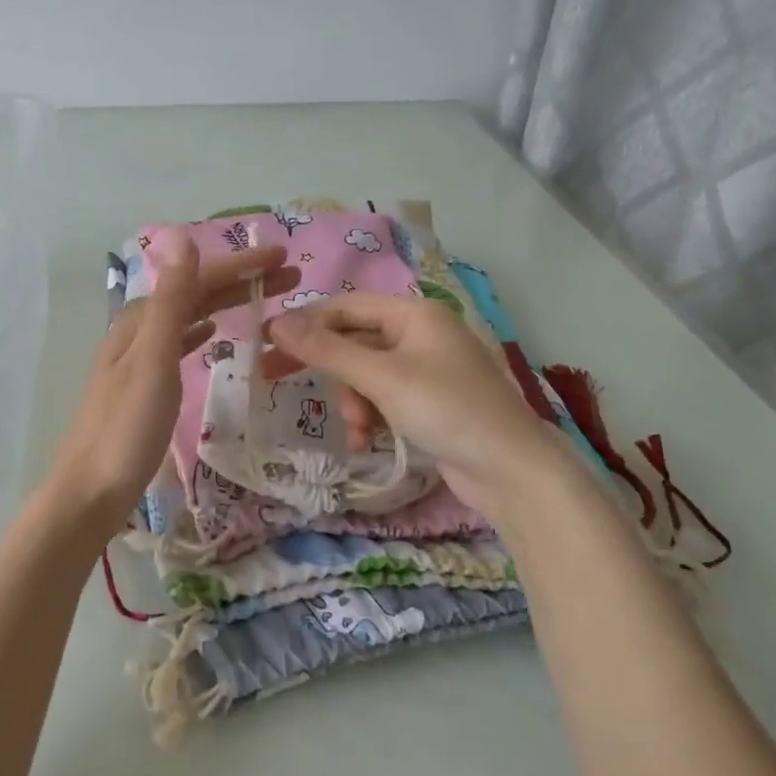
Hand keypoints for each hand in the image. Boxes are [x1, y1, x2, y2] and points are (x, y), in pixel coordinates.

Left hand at [44, 229, 298, 536]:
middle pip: (194, 295)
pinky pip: (179, 344)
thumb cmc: (126, 430)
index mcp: (141, 322)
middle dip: (240, 282)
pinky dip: (200, 331)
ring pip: (189, 318)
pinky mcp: (143, 387)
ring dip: (225, 304)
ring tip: (264, 300)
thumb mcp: (153, 361)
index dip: (240, 265)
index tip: (283, 256)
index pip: (197, 279)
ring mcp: (139, 360)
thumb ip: (171, 303)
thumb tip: (183, 238)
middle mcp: (138, 333)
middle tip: (290, 277)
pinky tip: (212, 333)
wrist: (90, 493)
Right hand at [263, 292, 565, 520]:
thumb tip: (276, 323)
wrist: (509, 469)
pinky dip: (371, 417)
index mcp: (414, 314)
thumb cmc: (445, 409)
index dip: (304, 323)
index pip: (345, 306)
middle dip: (326, 368)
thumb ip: (327, 350)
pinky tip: (368, 442)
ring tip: (358, 431)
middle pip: (353, 340)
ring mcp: (426, 369)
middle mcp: (420, 334)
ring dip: (352, 402)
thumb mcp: (381, 377)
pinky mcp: (429, 402)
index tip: (265, 344)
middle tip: (273, 378)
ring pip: (365, 375)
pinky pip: (383, 398)